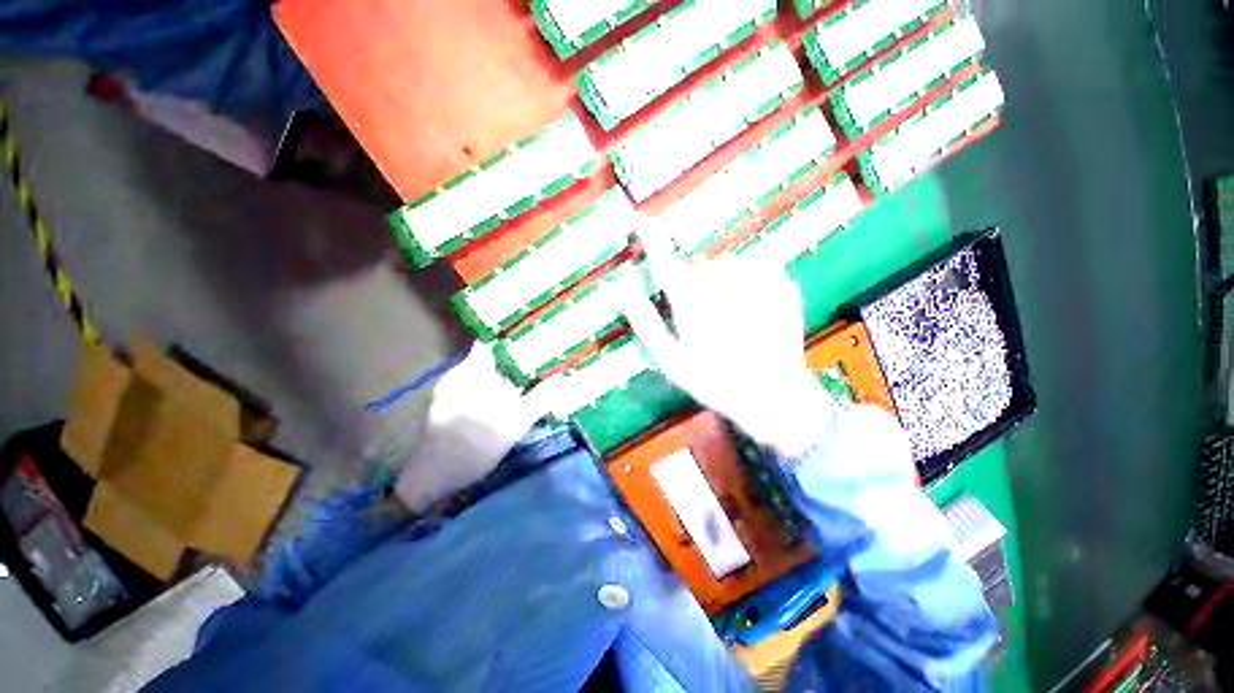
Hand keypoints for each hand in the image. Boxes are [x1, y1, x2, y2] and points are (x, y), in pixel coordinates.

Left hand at [394, 343, 544, 512]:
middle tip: (542, 359)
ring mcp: (452, 387)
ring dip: (507, 372)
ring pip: (485, 370)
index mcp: (472, 370)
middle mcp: (459, 372)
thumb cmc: (475, 445)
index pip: (494, 341)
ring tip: (531, 375)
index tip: (538, 338)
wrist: (435, 477)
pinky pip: (478, 383)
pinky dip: (495, 385)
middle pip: (492, 355)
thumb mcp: (516, 422)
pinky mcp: (450, 401)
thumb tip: (566, 378)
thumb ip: (542, 398)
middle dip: (517, 357)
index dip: (516, 337)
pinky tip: (510, 396)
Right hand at [615, 224, 837, 456]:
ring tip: (728, 314)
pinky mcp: (781, 285)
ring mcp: (754, 283)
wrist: (772, 396)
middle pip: (698, 264)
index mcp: (691, 304)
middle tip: (701, 313)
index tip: (643, 220)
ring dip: (721, 280)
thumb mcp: (670, 359)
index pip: (664, 262)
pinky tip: (751, 309)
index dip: (652, 239)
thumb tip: (616, 289)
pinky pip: (757, 269)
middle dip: (694, 279)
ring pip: (727, 264)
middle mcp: (721, 286)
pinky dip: (749, 282)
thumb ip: (643, 321)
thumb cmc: (713, 381)